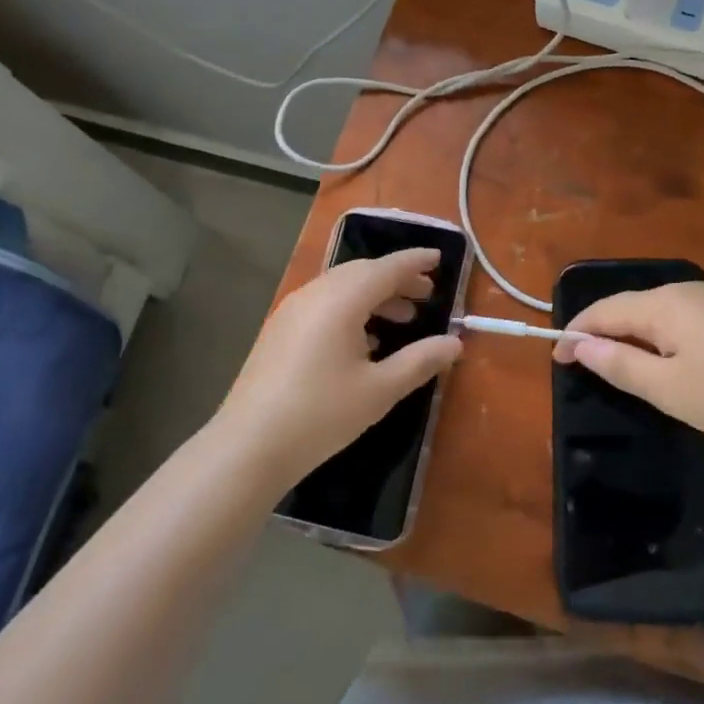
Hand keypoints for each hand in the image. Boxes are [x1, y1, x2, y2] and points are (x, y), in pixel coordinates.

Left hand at [217, 247, 461, 486]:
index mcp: (341, 300)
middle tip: (426, 293)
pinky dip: (351, 308)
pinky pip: (324, 303)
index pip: (387, 268)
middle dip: (396, 279)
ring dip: (374, 295)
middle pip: (362, 272)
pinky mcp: (279, 330)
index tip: (439, 257)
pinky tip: (364, 340)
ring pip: (341, 287)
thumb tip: (455, 343)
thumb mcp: (380, 390)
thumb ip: (420, 361)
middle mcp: (315, 294)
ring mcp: (292, 311)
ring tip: (403, 319)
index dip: (415, 261)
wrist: (249, 445)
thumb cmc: (321, 414)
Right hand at [554, 281, 703, 445]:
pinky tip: (662, 362)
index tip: (556, 361)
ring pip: (652, 313)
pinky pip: (676, 321)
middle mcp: (682, 291)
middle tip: (582, 366)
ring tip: (615, 366)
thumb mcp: (668, 387)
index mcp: (662, 303)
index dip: (575, 333)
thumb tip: (580, 346)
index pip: (603, 310)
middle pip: (627, 307)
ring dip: (628, 336)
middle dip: (600, 333)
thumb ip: (620, 364)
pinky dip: (655, 339)